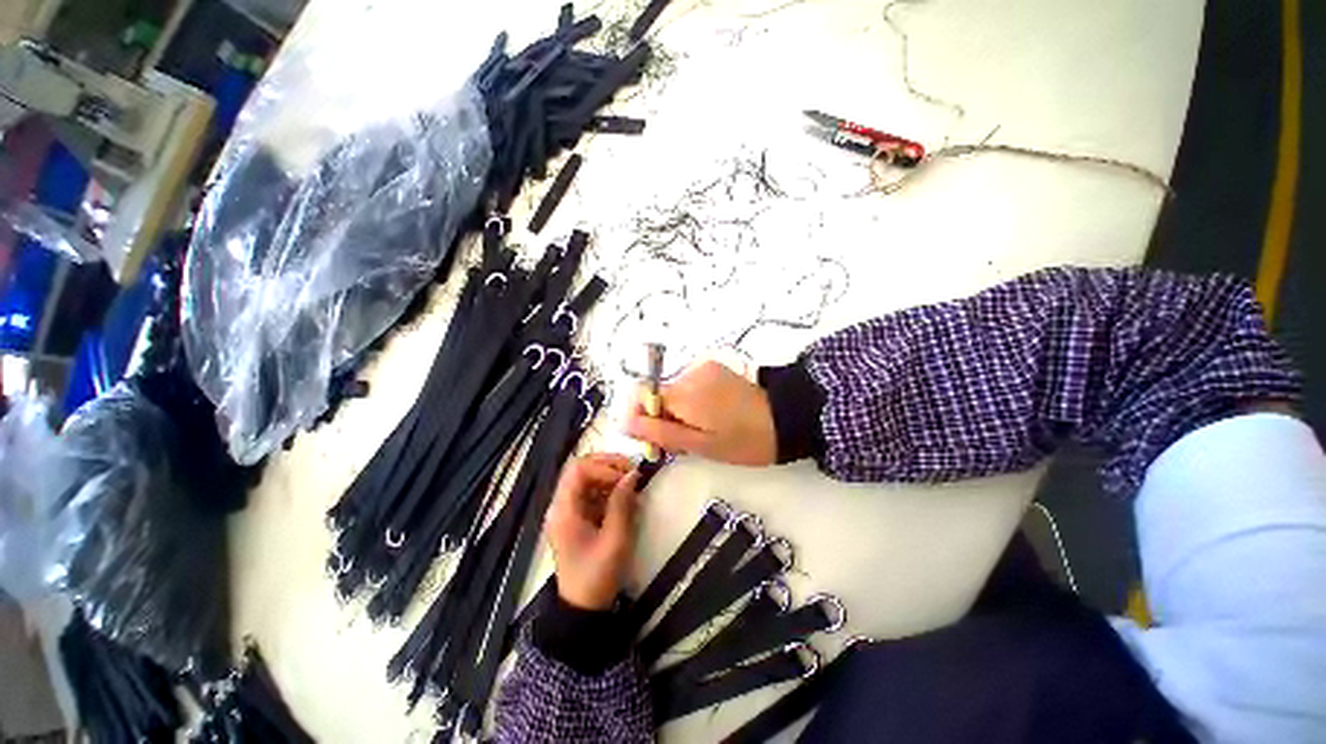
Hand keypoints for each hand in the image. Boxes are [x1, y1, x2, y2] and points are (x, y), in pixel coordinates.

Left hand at [545, 454, 640, 610]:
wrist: (583, 609)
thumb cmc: (597, 575)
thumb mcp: (615, 540)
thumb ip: (622, 504)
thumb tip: (632, 474)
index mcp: (564, 510)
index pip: (578, 469)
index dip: (604, 466)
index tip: (626, 476)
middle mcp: (562, 505)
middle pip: (582, 470)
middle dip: (608, 466)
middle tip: (632, 472)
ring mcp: (569, 511)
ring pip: (588, 479)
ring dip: (611, 477)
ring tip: (632, 485)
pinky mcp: (578, 518)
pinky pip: (592, 493)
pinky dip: (609, 490)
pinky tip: (625, 498)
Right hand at [624, 361, 776, 465]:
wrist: (786, 419)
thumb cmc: (744, 440)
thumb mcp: (700, 445)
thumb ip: (660, 432)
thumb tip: (624, 422)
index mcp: (684, 393)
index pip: (641, 396)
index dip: (642, 419)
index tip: (655, 440)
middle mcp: (689, 373)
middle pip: (657, 395)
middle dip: (662, 418)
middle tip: (683, 442)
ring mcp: (703, 368)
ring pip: (673, 392)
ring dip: (677, 412)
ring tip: (701, 431)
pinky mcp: (714, 368)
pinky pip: (689, 386)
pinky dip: (690, 402)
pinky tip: (710, 416)